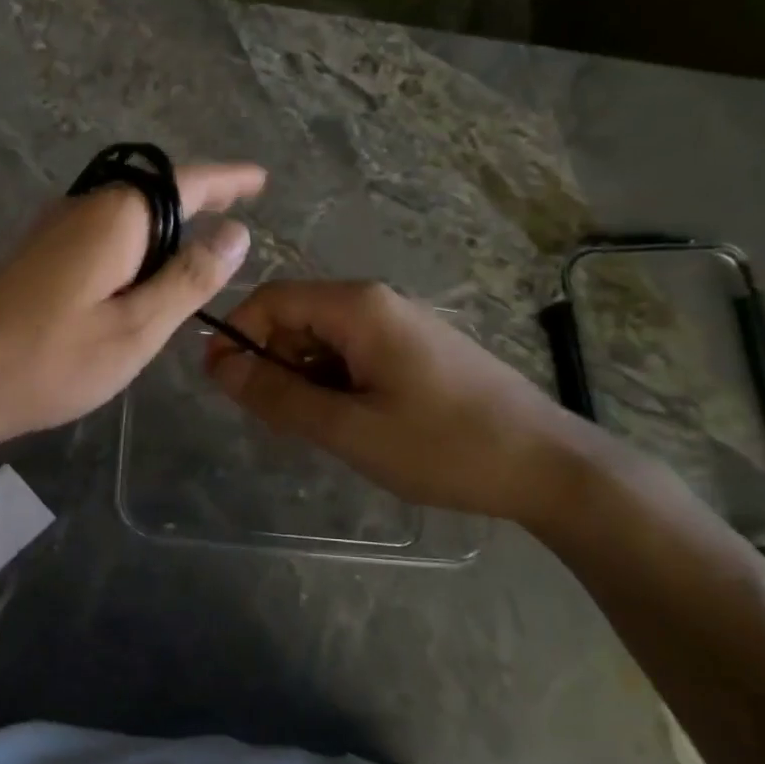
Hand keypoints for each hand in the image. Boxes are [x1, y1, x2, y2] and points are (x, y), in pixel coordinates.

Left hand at [0, 162, 265, 454]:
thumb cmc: (50, 361)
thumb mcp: (135, 329)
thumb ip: (188, 279)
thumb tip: (236, 233)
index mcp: (114, 218)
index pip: (185, 183)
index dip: (227, 180)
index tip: (260, 179)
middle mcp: (81, 209)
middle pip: (151, 193)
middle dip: (196, 200)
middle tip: (235, 213)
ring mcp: (50, 231)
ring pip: (122, 216)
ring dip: (163, 228)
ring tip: (196, 251)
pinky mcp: (33, 258)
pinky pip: (98, 237)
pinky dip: (132, 249)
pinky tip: (137, 279)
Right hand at [205, 280, 581, 523]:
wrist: (546, 465)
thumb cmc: (443, 446)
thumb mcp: (348, 428)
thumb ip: (278, 395)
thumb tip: (218, 366)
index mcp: (358, 307)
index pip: (271, 299)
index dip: (237, 335)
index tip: (220, 385)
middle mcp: (376, 302)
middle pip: (296, 317)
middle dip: (271, 362)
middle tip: (274, 421)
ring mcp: (400, 325)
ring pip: (323, 340)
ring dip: (302, 378)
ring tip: (316, 430)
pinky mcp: (415, 349)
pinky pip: (353, 355)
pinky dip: (333, 384)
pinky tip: (349, 424)